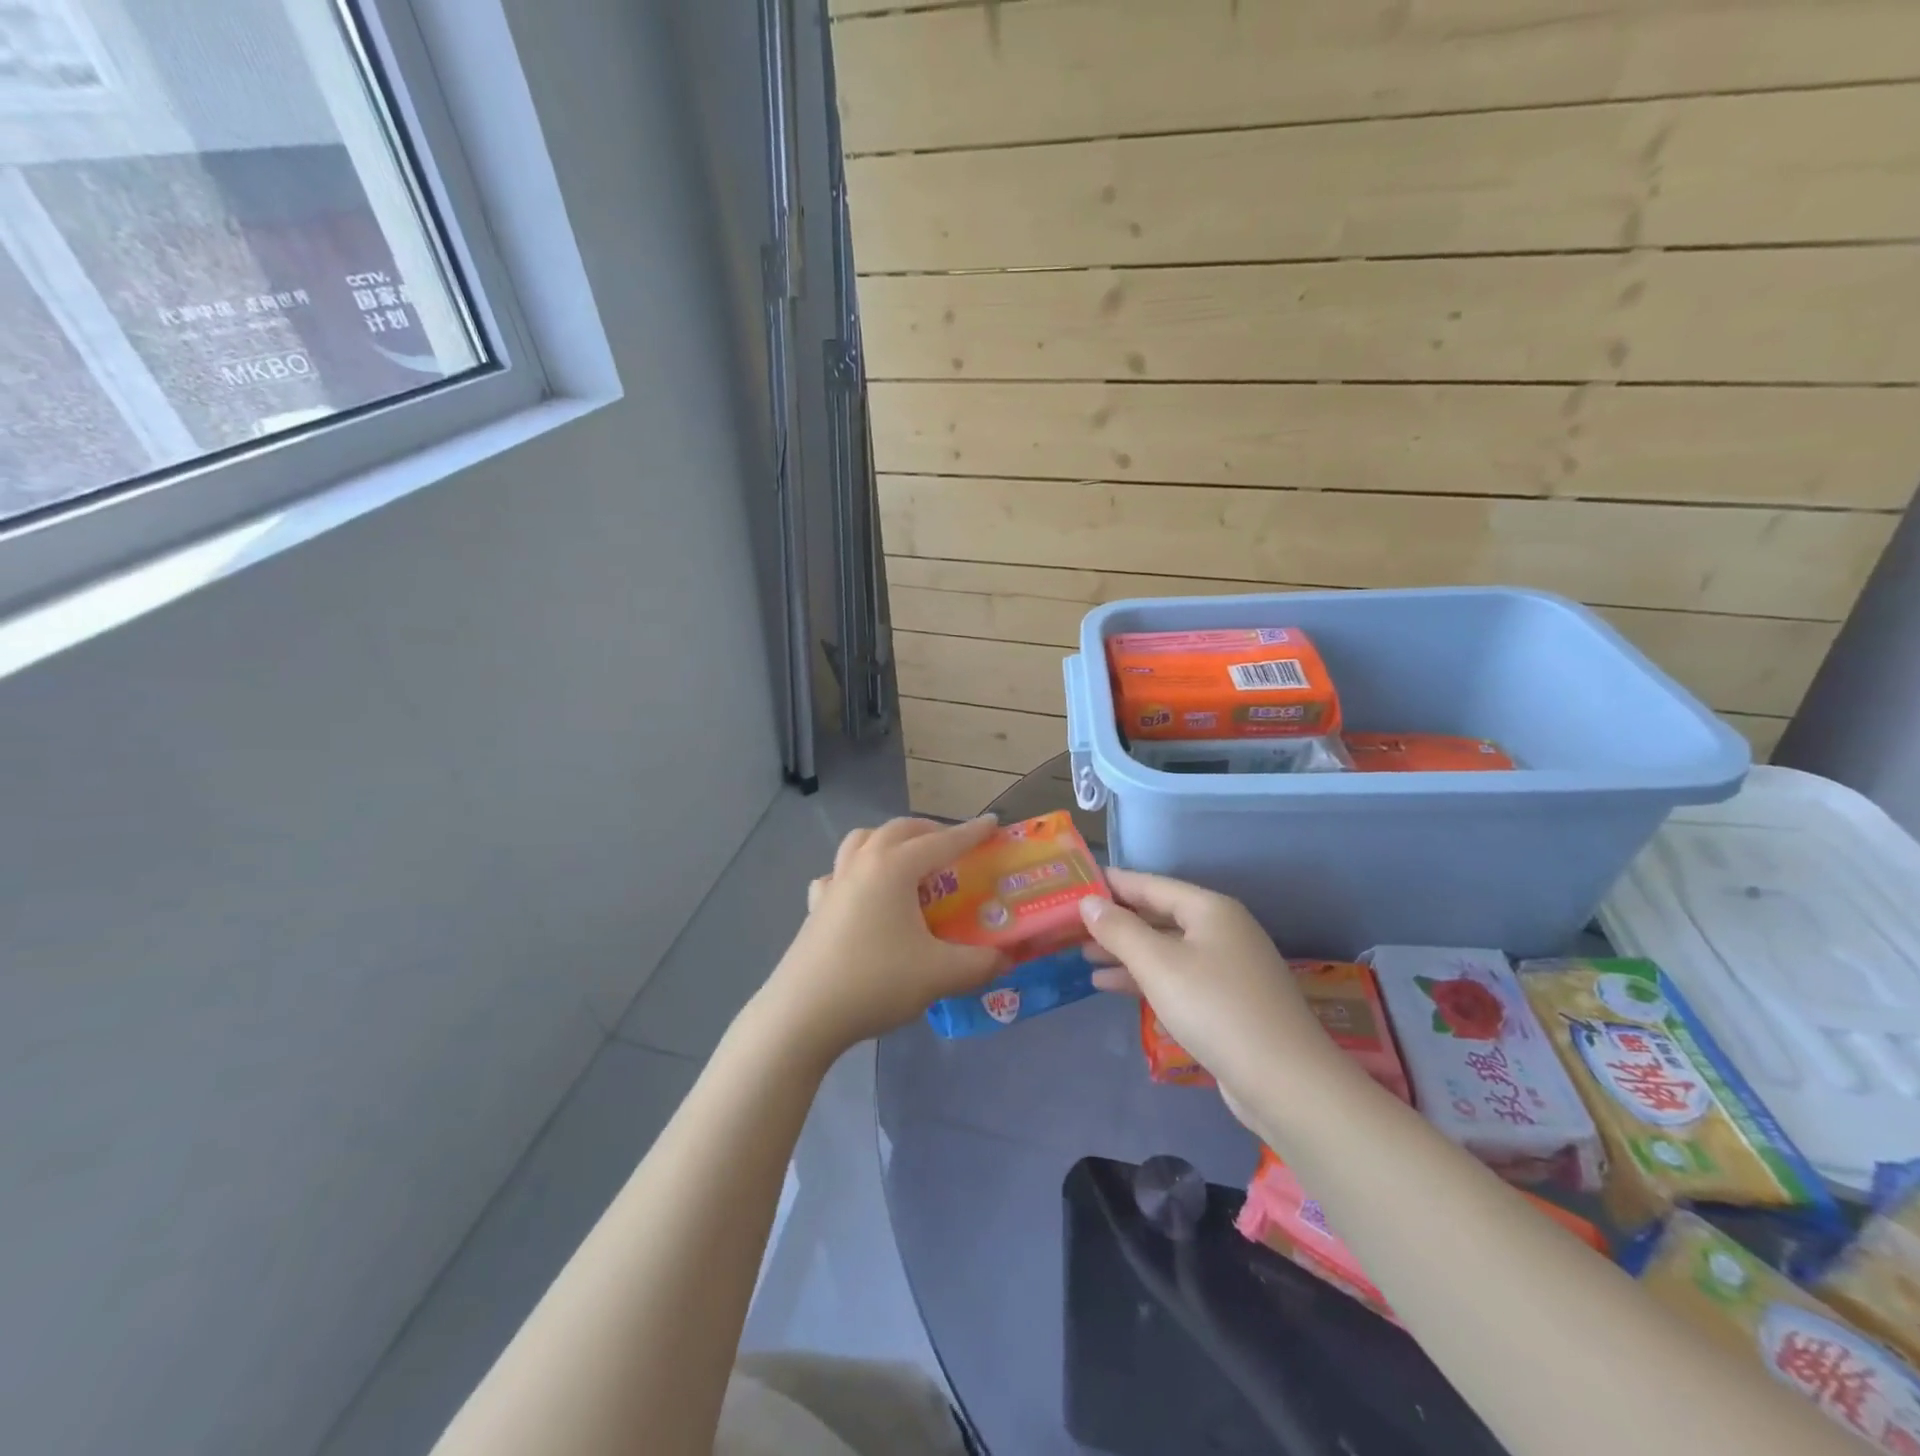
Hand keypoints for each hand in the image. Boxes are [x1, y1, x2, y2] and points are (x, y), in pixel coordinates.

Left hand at [756, 816, 1008, 1057]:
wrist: (802, 1014)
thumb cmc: (875, 982)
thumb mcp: (939, 974)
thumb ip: (980, 963)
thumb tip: (1006, 958)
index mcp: (894, 868)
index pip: (942, 842)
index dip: (971, 833)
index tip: (993, 823)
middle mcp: (862, 864)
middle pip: (898, 830)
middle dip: (929, 831)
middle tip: (953, 846)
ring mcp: (833, 884)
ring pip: (862, 841)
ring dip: (889, 841)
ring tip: (907, 862)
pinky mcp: (815, 908)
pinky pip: (837, 874)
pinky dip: (855, 873)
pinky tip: (862, 895)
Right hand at [1079, 869, 1336, 1115]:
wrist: (1285, 1082)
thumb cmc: (1215, 1009)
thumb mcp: (1158, 965)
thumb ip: (1119, 930)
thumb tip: (1088, 901)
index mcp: (1210, 909)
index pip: (1150, 885)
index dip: (1113, 884)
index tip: (1076, 884)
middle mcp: (1222, 930)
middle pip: (1159, 916)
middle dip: (1116, 922)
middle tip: (1072, 926)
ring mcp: (1228, 967)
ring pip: (1166, 950)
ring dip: (1126, 953)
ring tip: (1084, 958)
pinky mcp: (1228, 1002)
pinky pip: (1177, 977)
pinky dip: (1146, 979)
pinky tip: (1113, 988)